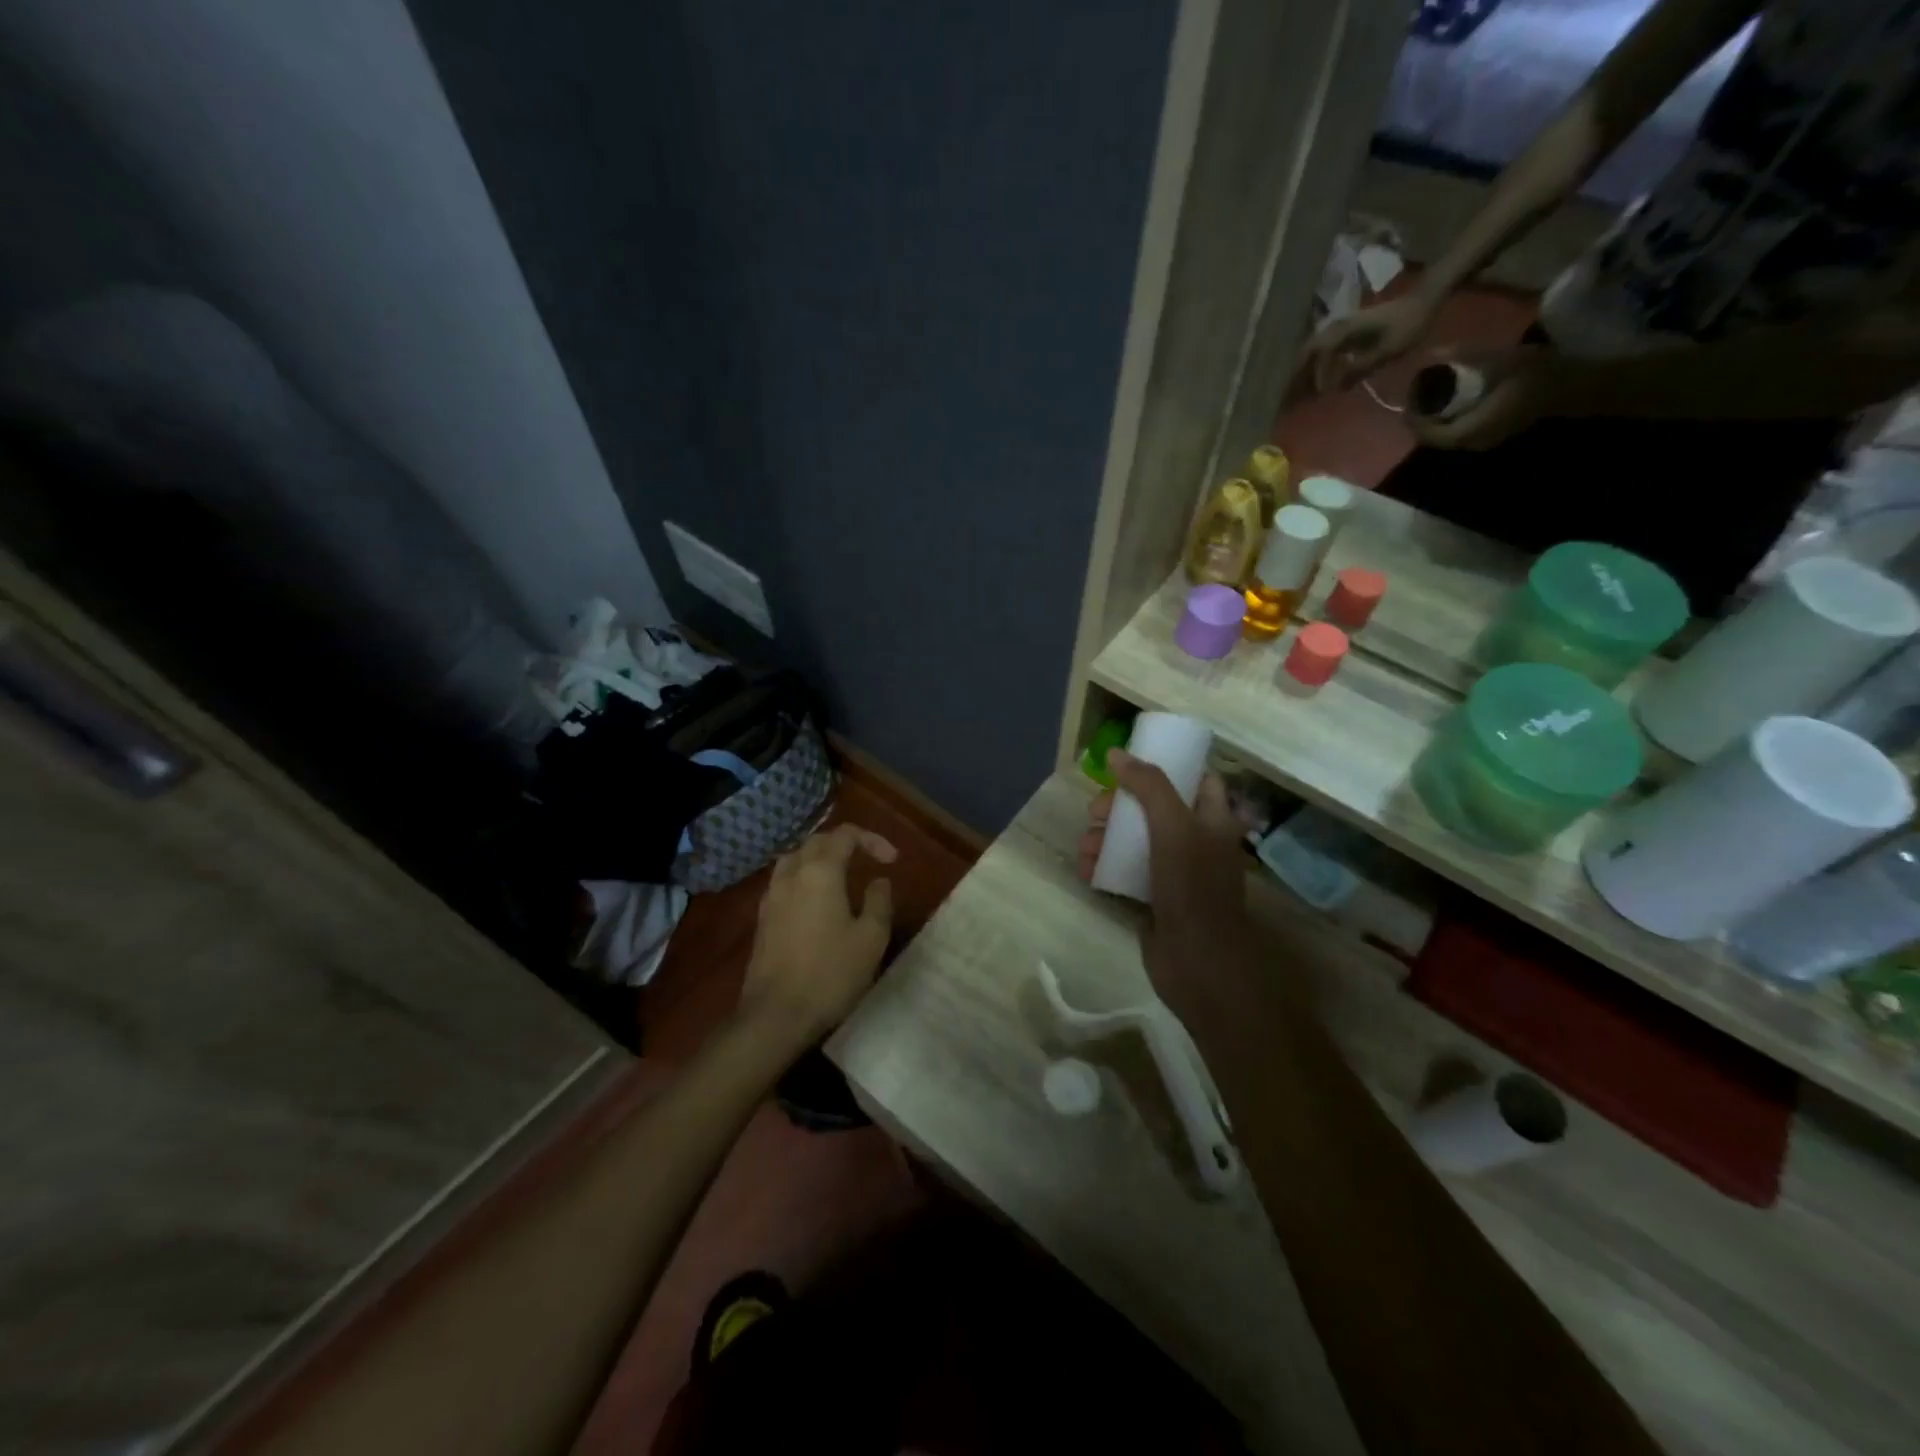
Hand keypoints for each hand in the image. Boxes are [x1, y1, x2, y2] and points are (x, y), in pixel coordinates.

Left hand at [741, 823, 896, 1049]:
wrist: (775, 1015)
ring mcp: (772, 896)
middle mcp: (792, 874)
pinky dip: (804, 877)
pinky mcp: (762, 918)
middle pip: (817, 841)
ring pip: (796, 858)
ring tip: (842, 875)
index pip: (845, 835)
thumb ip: (879, 901)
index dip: (872, 840)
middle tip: (869, 860)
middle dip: (845, 843)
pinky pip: (785, 881)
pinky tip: (816, 900)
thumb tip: (879, 880)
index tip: (892, 861)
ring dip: (821, 858)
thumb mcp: (871, 938)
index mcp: (820, 872)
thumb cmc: (830, 973)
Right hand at [1077, 752, 1277, 1033]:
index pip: (1197, 779)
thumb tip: (1116, 754)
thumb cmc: (1192, 884)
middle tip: (1095, 812)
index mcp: (1215, 820)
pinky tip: (1084, 869)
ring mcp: (1176, 872)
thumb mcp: (1173, 825)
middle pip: (1154, 809)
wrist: (1197, 960)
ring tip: (1083, 847)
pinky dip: (1104, 867)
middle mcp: (1198, 841)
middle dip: (1120, 807)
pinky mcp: (1155, 898)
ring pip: (1135, 841)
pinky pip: (1125, 871)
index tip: (1130, 766)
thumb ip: (1148, 785)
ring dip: (1104, 838)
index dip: (1166, 767)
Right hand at [1305, 294, 1440, 393]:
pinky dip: (1321, 364)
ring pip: (1315, 350)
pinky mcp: (1348, 332)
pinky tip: (1324, 378)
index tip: (1320, 394)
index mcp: (1344, 330)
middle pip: (1309, 351)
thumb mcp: (1387, 351)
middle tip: (1298, 394)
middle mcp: (1338, 327)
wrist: (1424, 301)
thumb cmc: (1408, 325)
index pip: (1318, 353)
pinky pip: (1326, 349)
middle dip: (1302, 373)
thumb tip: (1335, 388)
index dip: (1315, 375)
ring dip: (1310, 369)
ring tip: (1309, 389)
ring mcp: (1342, 328)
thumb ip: (1359, 369)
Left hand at [1410, 346, 1563, 450]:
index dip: (1414, 419)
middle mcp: (1472, 443)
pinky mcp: (1489, 436)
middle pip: (1434, 438)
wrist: (1573, 387)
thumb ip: (1466, 356)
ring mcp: (1481, 442)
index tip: (1408, 398)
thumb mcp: (1501, 359)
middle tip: (1416, 395)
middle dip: (1421, 419)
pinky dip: (1448, 420)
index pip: (1429, 434)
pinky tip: (1449, 401)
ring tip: (1428, 396)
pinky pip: (1458, 432)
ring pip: (1445, 436)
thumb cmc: (1537, 373)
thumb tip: (1431, 352)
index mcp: (1471, 430)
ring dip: (1433, 420)